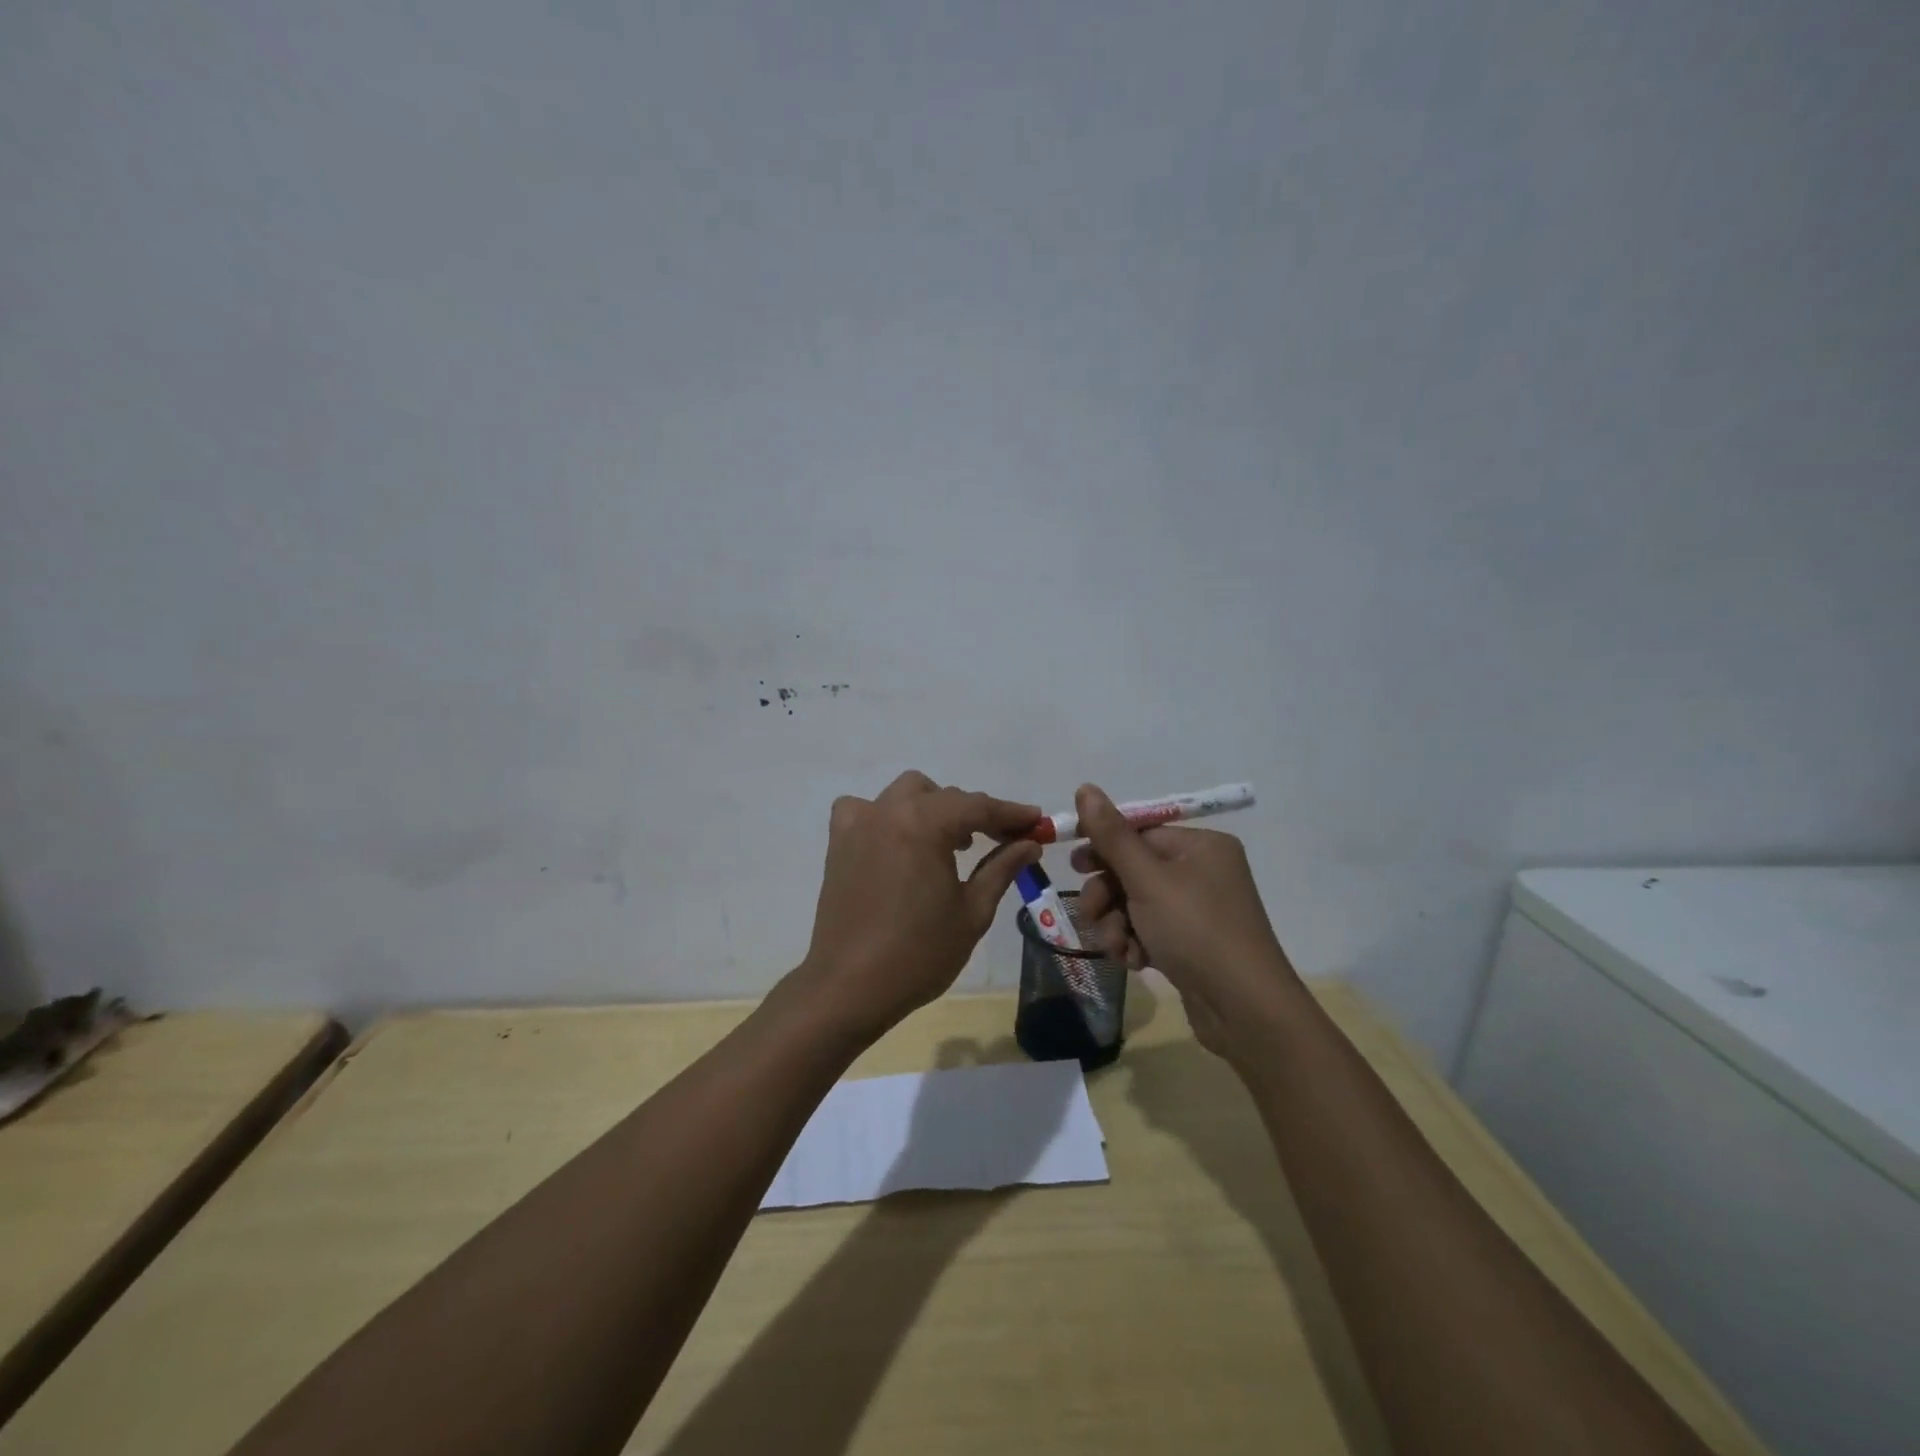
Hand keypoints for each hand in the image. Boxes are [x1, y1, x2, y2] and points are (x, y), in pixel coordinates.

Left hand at [788, 772, 1041, 1043]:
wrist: (850, 987)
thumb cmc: (919, 953)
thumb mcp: (973, 911)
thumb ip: (1002, 868)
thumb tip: (1030, 843)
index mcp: (924, 823)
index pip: (978, 806)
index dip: (1011, 813)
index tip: (1037, 822)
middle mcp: (889, 810)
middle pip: (944, 797)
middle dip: (976, 814)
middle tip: (1002, 840)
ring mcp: (859, 823)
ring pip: (906, 794)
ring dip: (934, 808)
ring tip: (952, 842)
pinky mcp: (839, 842)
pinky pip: (866, 810)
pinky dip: (887, 816)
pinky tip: (898, 842)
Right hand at [1068, 783, 1298, 1060]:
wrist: (1244, 1011)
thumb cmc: (1196, 930)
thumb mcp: (1147, 879)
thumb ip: (1112, 836)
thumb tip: (1085, 787)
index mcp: (1202, 846)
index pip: (1141, 832)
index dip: (1104, 846)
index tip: (1074, 863)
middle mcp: (1203, 872)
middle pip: (1135, 869)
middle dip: (1108, 894)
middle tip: (1092, 912)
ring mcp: (1199, 910)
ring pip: (1137, 904)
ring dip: (1117, 924)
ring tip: (1117, 946)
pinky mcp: (1192, 944)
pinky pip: (1150, 930)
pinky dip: (1136, 943)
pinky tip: (1133, 961)